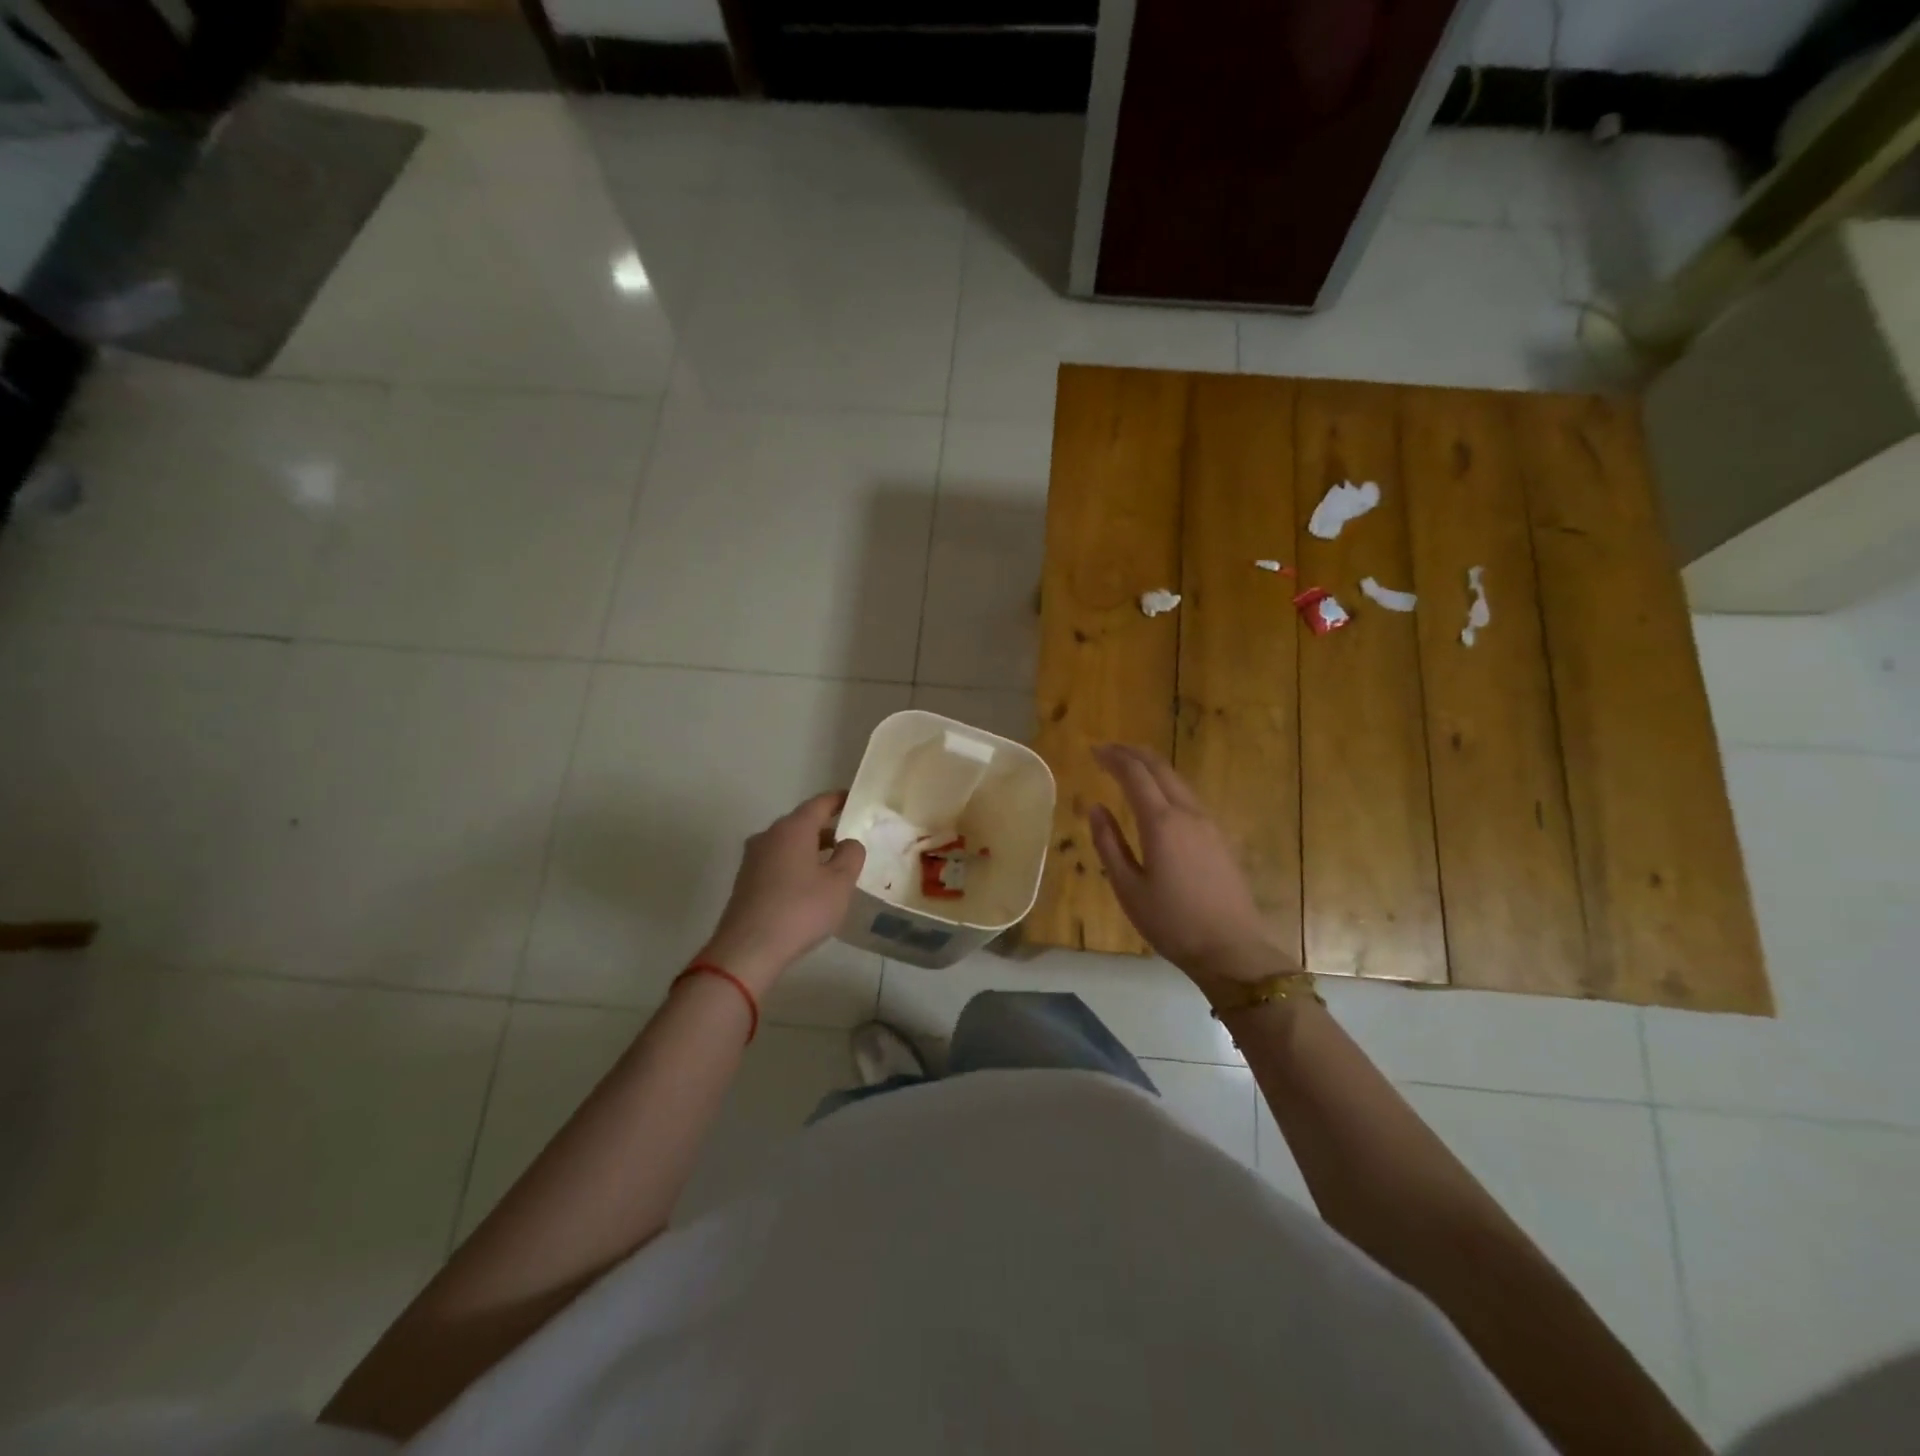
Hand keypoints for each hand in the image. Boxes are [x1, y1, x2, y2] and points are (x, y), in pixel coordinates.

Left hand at [699, 792, 866, 995]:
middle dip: (825, 827)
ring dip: (810, 848)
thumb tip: (848, 842)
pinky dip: (796, 864)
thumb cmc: (800, 910)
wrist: (748, 949)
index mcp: (793, 828)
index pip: (819, 803)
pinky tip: (808, 885)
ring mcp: (753, 858)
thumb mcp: (840, 883)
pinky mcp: (745, 881)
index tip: (853, 799)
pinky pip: (777, 862)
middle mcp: (769, 835)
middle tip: (849, 836)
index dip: (838, 800)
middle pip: (801, 822)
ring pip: (788, 843)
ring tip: (833, 864)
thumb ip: (851, 856)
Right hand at [1088, 744, 1291, 989]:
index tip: (1094, 751)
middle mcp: (1187, 813)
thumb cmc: (1172, 922)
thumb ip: (1109, 844)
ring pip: (1178, 780)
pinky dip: (1167, 784)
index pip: (1135, 775)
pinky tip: (1158, 797)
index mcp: (1161, 823)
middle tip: (1109, 750)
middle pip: (1160, 768)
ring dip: (1152, 767)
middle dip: (1133, 754)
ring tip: (1130, 766)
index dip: (1114, 758)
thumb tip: (1096, 808)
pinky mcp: (1220, 837)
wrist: (1232, 949)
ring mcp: (1208, 824)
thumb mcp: (1128, 888)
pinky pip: (1189, 796)